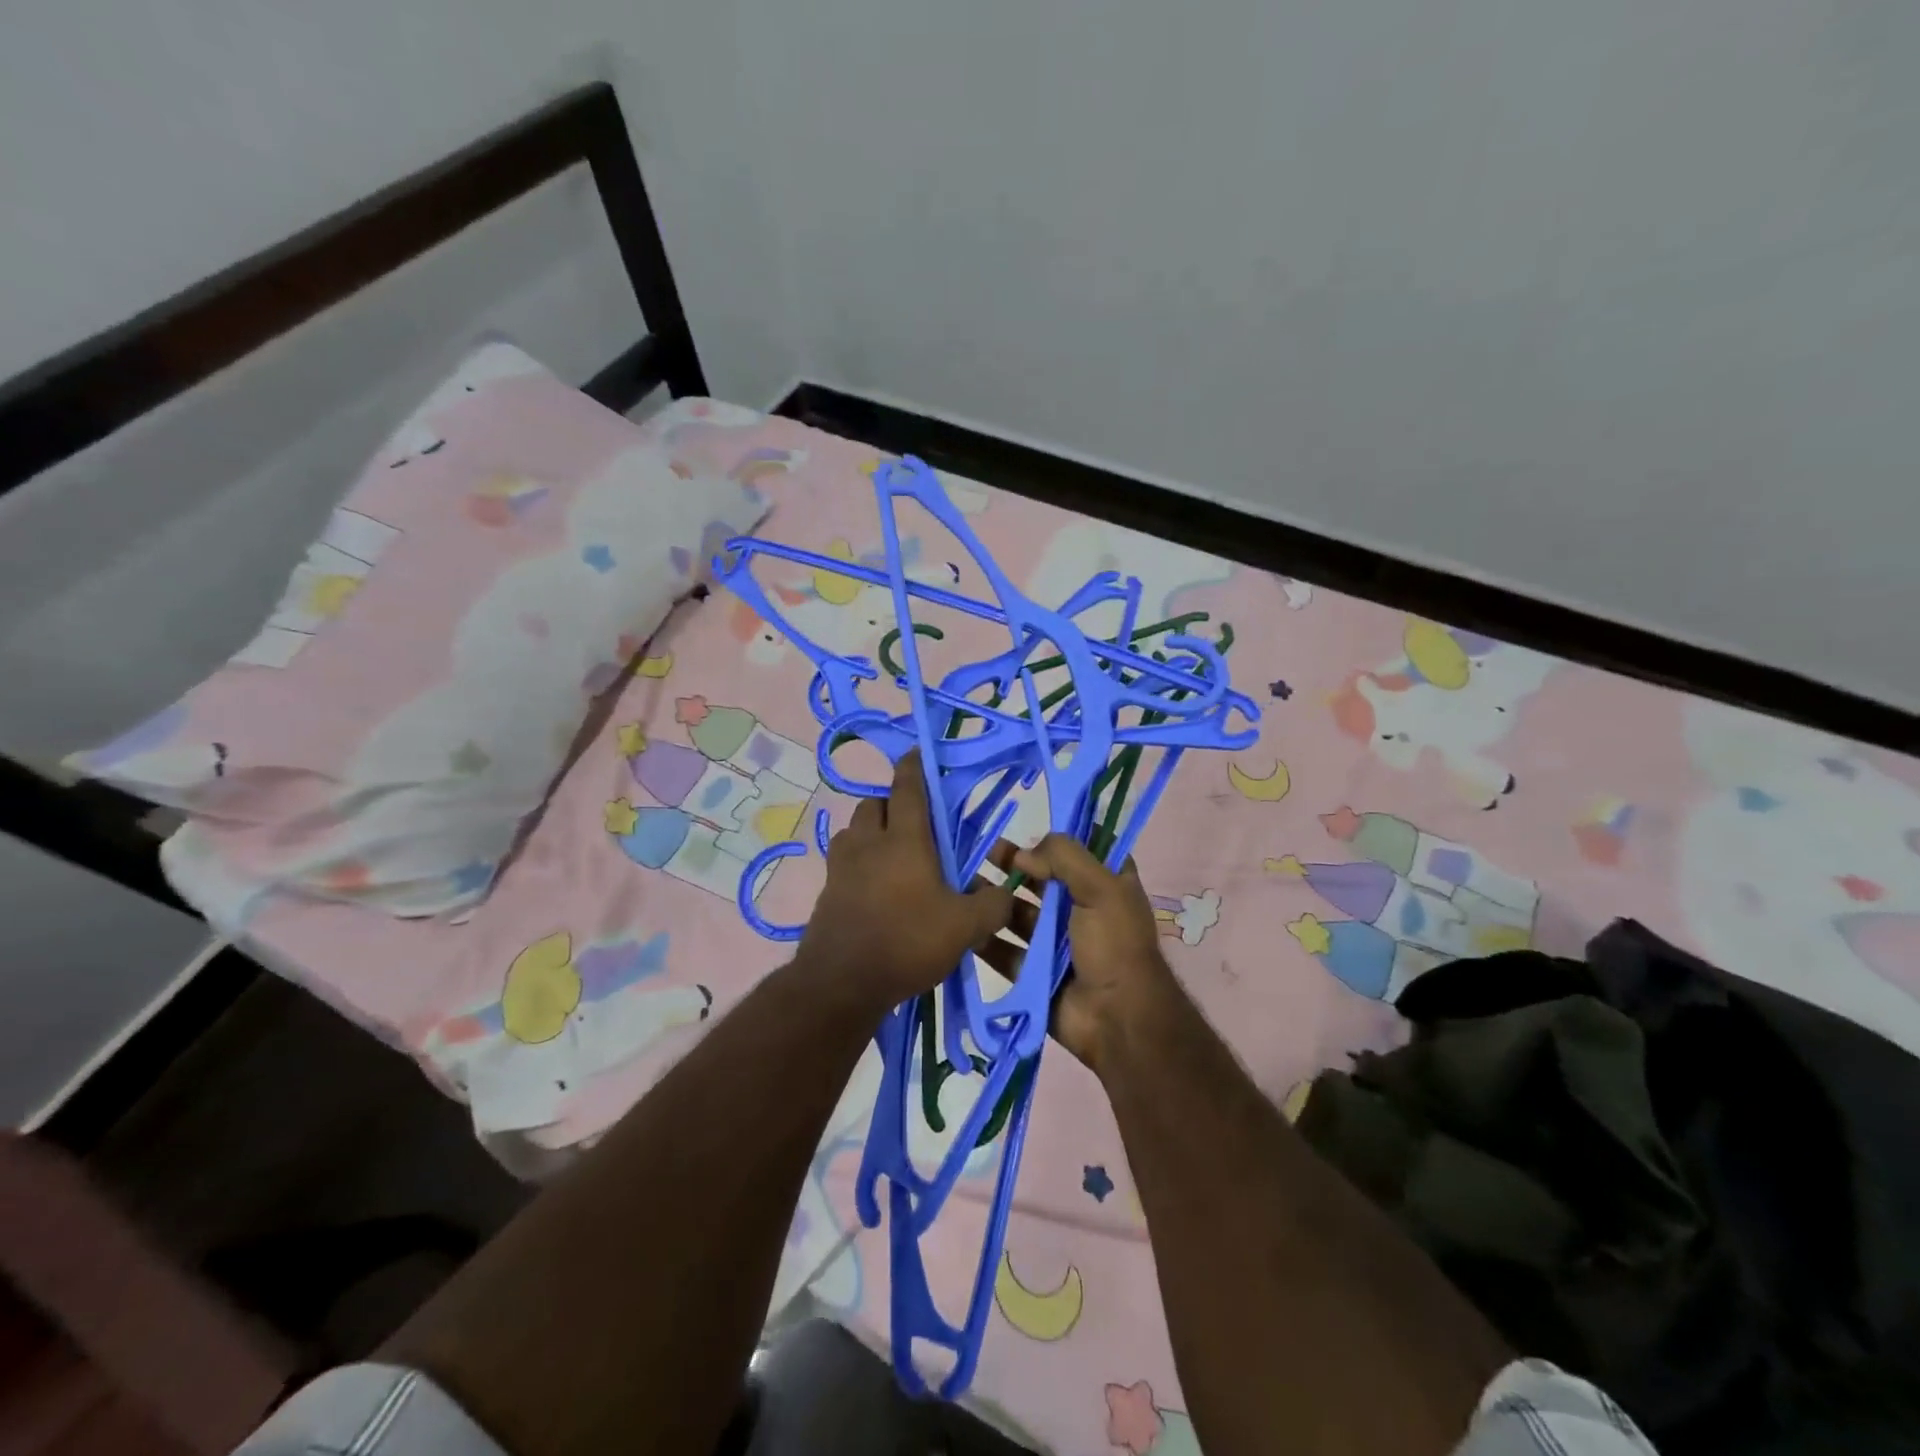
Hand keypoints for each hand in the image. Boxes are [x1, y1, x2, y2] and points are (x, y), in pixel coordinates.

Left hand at [798, 751, 1015, 1012]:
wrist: (841, 983)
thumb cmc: (906, 942)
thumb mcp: (964, 928)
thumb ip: (992, 906)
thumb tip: (1006, 893)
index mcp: (904, 840)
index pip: (908, 788)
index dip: (915, 766)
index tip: (919, 752)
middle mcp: (869, 843)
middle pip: (875, 804)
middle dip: (894, 803)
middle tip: (917, 822)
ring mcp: (841, 866)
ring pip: (855, 830)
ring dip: (872, 830)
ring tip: (894, 853)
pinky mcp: (826, 891)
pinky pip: (844, 861)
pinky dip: (859, 861)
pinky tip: (874, 885)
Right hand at [982, 833, 1181, 1074]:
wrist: (1117, 1019)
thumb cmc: (1114, 944)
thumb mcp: (1101, 887)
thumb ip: (1064, 857)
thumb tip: (1023, 855)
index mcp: (1106, 885)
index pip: (1079, 850)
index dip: (1054, 838)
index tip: (1022, 825)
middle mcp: (1080, 908)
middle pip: (1041, 879)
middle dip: (1012, 865)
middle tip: (979, 851)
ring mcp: (1055, 941)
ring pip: (1018, 912)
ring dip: (993, 898)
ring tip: (961, 883)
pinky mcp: (1034, 970)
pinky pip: (1004, 950)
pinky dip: (984, 937)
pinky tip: (960, 920)